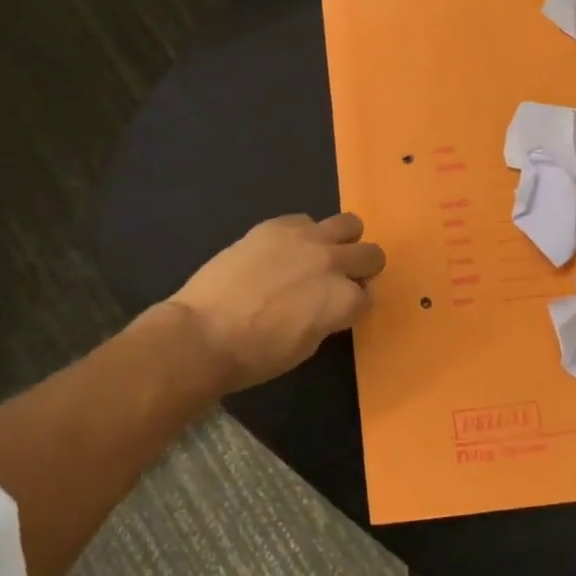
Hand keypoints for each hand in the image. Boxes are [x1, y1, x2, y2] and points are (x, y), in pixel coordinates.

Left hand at [166, 213, 385, 392]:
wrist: (204, 333)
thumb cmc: (256, 356)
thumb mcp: (306, 345)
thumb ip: (327, 317)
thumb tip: (326, 306)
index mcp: (343, 300)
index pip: (367, 297)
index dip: (353, 305)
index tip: (338, 311)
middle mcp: (333, 263)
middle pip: (371, 254)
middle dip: (360, 269)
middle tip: (338, 280)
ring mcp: (305, 238)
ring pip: (348, 224)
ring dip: (342, 241)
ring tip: (318, 255)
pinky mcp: (276, 225)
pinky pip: (304, 220)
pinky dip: (302, 234)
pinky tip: (282, 251)